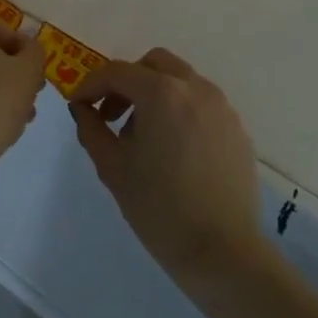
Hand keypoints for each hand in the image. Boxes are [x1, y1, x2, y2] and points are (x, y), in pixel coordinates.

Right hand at [71, 48, 267, 289]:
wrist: (223, 253)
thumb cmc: (160, 209)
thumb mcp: (113, 169)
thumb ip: (92, 129)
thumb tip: (82, 108)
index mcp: (161, 93)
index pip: (118, 71)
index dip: (92, 84)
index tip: (80, 105)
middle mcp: (194, 88)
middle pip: (154, 64)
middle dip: (128, 81)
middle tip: (114, 115)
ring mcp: (221, 106)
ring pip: (181, 80)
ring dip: (156, 94)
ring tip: (145, 137)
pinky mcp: (237, 128)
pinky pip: (202, 104)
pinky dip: (181, 111)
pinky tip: (175, 150)